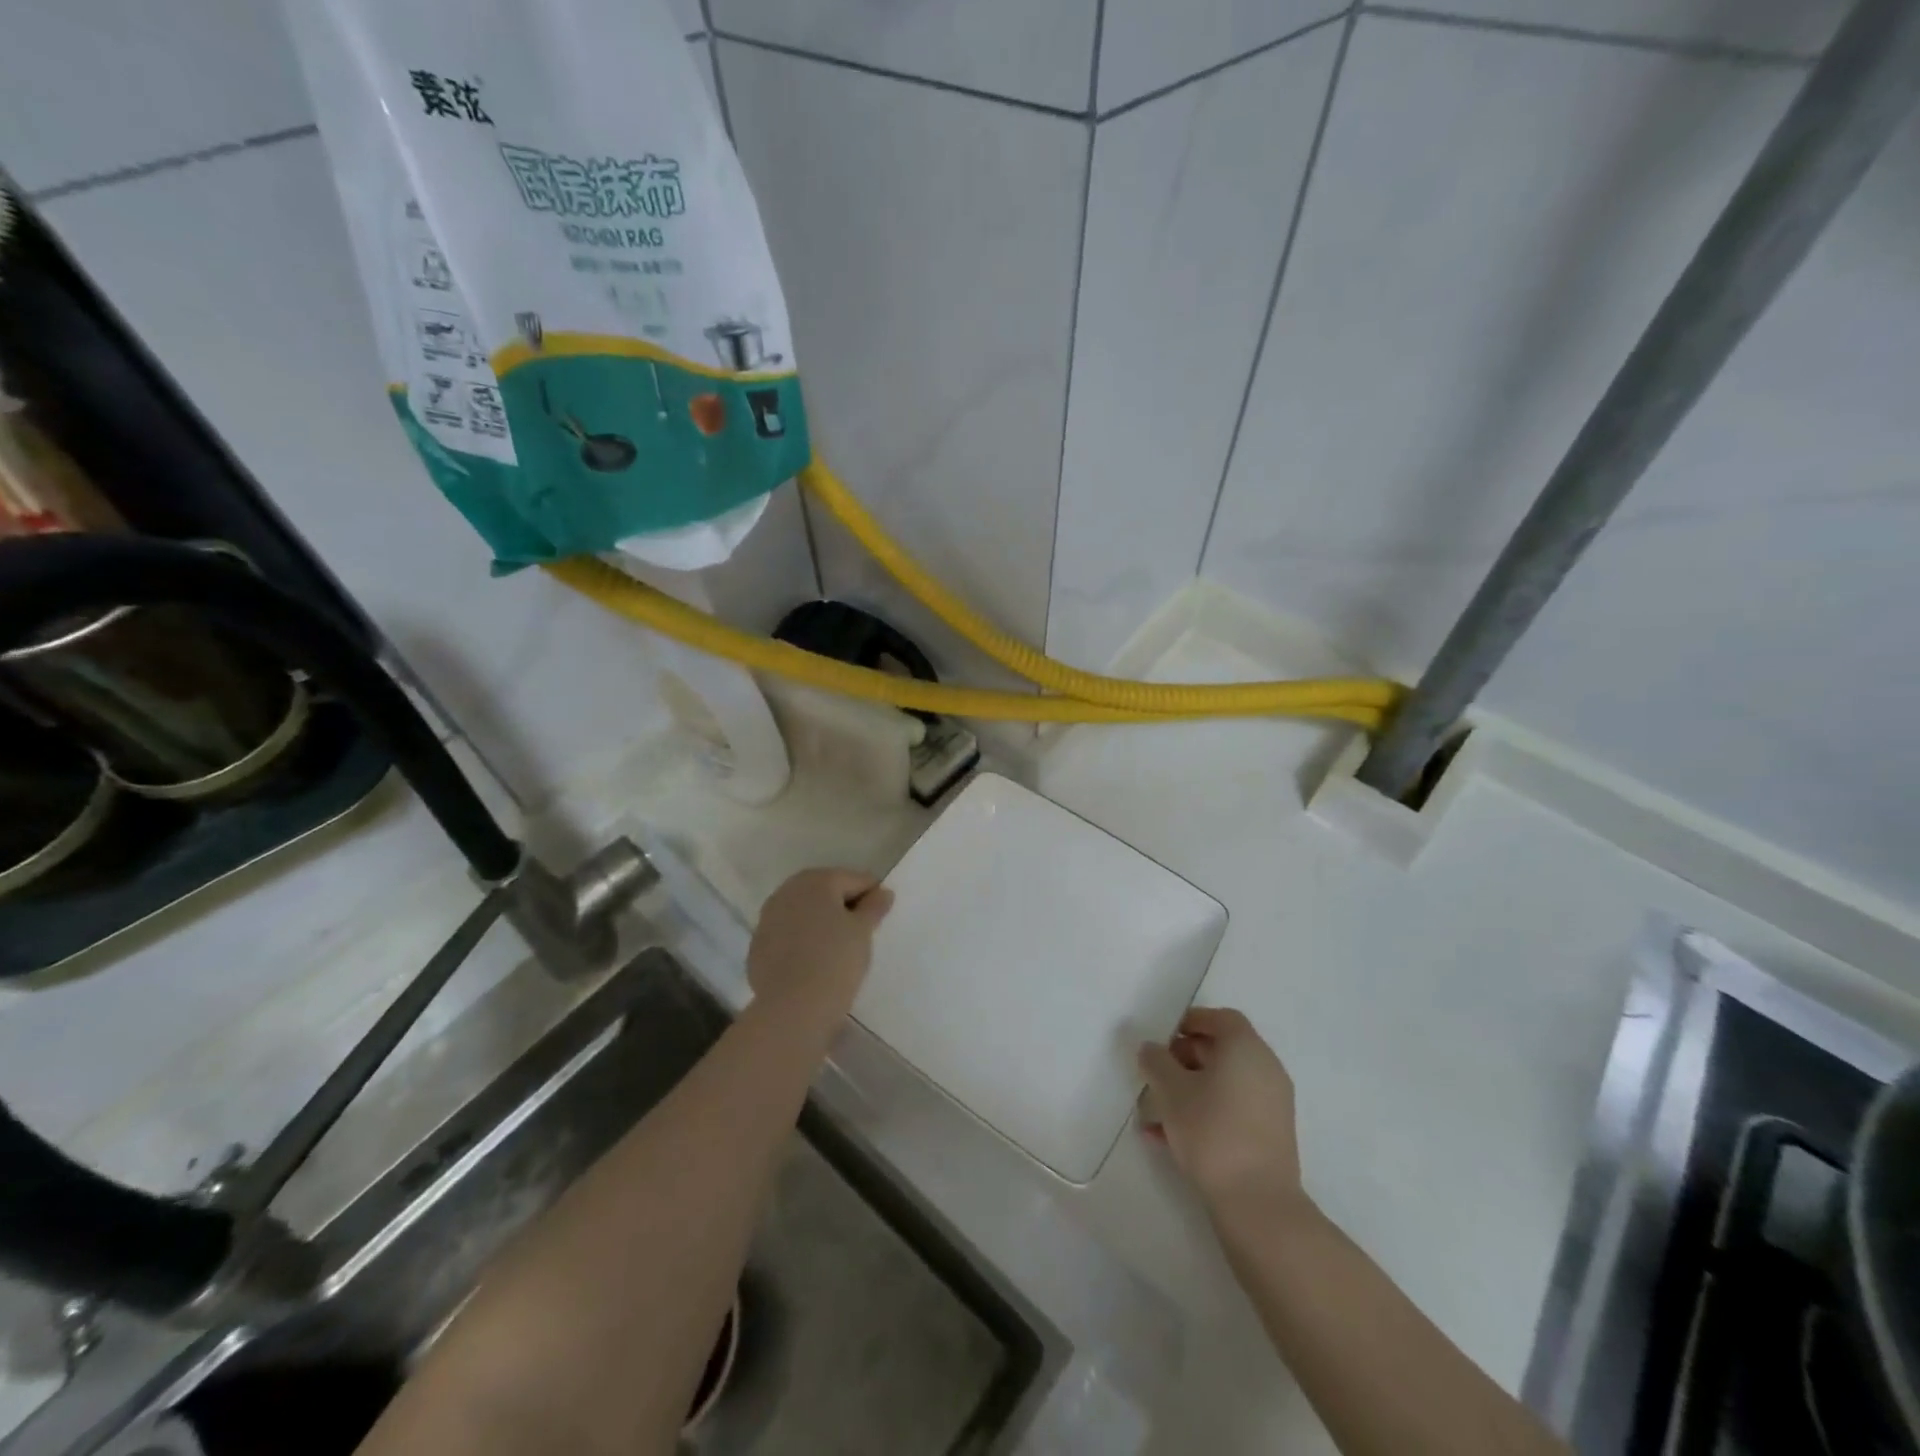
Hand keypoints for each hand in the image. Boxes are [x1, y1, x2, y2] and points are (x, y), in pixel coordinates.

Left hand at [747, 868, 893, 1018]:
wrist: (793, 1007)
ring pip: (803, 912)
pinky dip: (801, 941)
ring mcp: (768, 918)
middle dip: (843, 906)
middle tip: (860, 933)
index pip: (855, 880)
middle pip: (825, 891)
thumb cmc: (836, 960)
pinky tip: (812, 962)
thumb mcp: (863, 931)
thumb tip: (882, 891)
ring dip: (820, 922)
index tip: (881, 918)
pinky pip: (787, 934)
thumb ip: (874, 906)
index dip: (872, 896)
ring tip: (837, 948)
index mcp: (817, 880)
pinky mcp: (758, 945)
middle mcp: (788, 890)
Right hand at [1138, 1007, 1306, 1217]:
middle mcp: (1265, 1070)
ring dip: (1188, 1088)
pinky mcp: (1268, 1137)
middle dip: (1184, 1056)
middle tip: (1154, 1071)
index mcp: (1246, 1049)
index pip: (1221, 1019)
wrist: (1258, 1205)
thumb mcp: (1171, 1091)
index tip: (1163, 1036)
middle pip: (1222, 1050)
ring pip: (1223, 1084)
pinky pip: (1230, 1110)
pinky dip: (1202, 1113)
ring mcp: (1270, 1106)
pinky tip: (1165, 1137)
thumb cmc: (1212, 1131)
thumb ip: (1156, 1062)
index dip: (1191, 1021)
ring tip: (1153, 1108)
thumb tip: (1151, 1049)